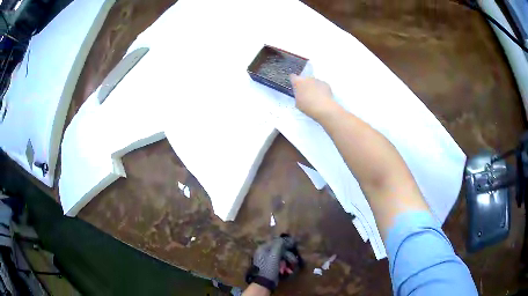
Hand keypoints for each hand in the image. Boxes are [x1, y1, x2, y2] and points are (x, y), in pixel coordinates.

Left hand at [247, 237, 297, 291]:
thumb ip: (279, 244)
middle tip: (294, 261)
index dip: (285, 243)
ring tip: (291, 267)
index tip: (294, 245)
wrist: (264, 282)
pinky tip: (288, 270)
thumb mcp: (274, 254)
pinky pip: (279, 263)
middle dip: (288, 255)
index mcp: (263, 248)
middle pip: (279, 250)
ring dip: (287, 262)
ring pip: (281, 257)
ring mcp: (267, 261)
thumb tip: (285, 238)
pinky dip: (284, 266)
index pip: (276, 241)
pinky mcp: (271, 267)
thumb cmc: (269, 267)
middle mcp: (264, 253)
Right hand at [290, 74, 340, 120]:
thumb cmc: (307, 107)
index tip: (295, 86)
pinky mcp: (326, 84)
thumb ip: (298, 95)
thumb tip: (300, 94)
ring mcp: (317, 80)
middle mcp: (307, 78)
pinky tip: (322, 97)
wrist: (323, 108)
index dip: (294, 81)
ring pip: (314, 82)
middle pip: (304, 79)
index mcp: (298, 82)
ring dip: (313, 86)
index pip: (293, 77)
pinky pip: (321, 85)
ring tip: (316, 96)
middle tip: (306, 93)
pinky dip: (321, 89)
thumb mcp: (297, 102)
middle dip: (305, 84)